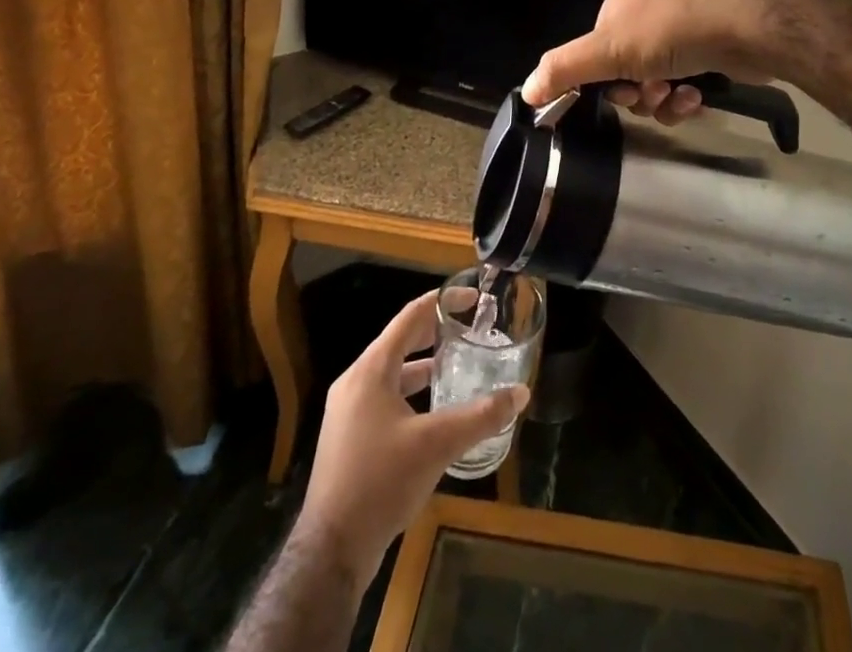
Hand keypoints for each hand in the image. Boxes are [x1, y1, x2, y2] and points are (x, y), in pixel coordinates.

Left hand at [297, 291, 529, 578]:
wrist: (330, 552)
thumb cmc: (381, 482)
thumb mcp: (437, 444)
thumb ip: (481, 416)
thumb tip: (521, 393)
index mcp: (371, 370)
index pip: (409, 318)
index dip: (441, 303)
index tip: (471, 299)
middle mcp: (354, 382)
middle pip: (398, 342)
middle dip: (433, 333)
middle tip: (468, 328)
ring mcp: (347, 412)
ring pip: (390, 373)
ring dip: (422, 365)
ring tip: (455, 366)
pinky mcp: (348, 438)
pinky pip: (383, 398)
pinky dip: (409, 393)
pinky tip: (432, 412)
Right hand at [520, 0, 786, 120]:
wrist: (746, 25)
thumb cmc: (671, 30)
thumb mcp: (609, 49)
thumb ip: (565, 69)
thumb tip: (526, 91)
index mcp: (621, 3)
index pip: (596, 51)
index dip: (603, 81)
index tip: (620, 94)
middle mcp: (650, 11)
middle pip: (626, 71)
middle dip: (637, 93)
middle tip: (652, 94)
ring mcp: (684, 28)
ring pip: (657, 82)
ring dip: (663, 100)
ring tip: (680, 96)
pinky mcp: (712, 48)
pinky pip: (686, 83)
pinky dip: (687, 96)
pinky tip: (700, 95)